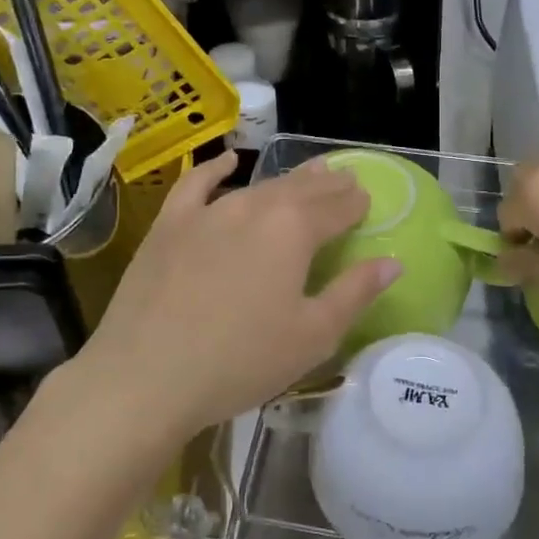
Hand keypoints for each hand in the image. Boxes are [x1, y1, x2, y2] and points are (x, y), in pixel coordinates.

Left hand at [75, 153, 399, 437]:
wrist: (146, 376)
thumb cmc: (240, 361)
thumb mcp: (312, 336)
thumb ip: (355, 293)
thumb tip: (392, 262)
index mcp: (294, 230)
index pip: (337, 207)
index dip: (356, 203)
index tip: (367, 200)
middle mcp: (254, 206)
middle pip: (300, 189)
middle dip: (328, 184)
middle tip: (344, 180)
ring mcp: (208, 211)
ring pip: (258, 184)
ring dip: (288, 178)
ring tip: (307, 174)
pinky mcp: (170, 224)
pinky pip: (196, 183)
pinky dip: (216, 169)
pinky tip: (229, 161)